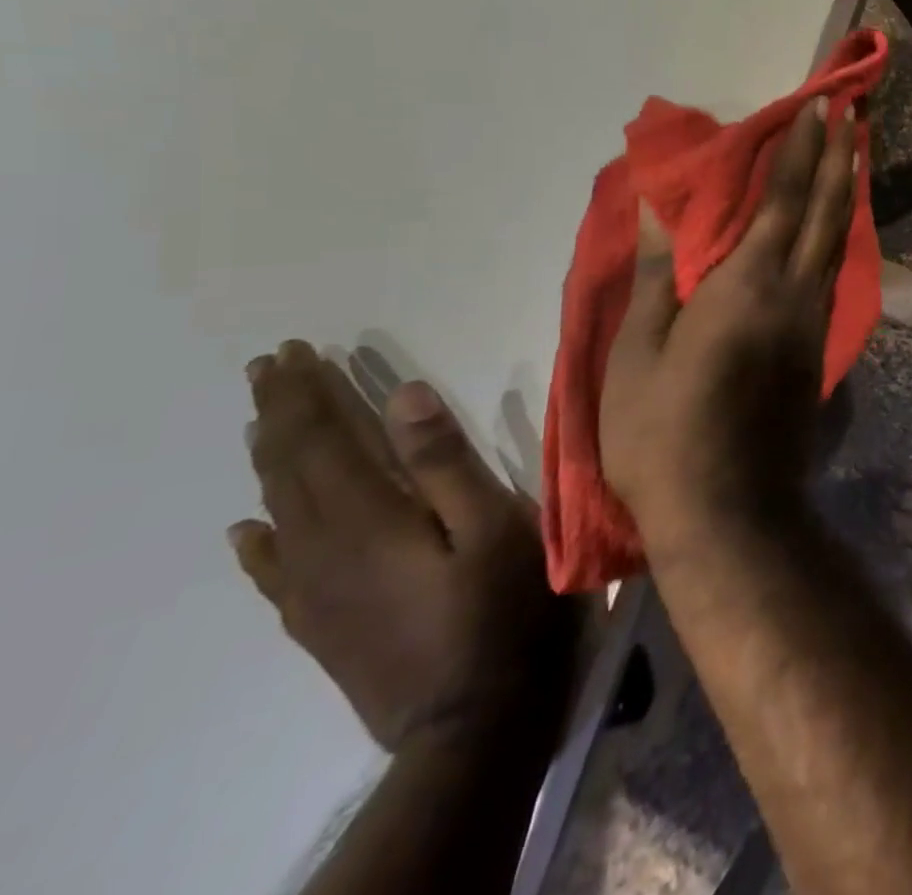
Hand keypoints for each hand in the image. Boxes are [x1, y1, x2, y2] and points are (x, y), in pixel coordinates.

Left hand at [230, 342, 578, 751]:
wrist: (470, 722)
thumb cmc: (501, 607)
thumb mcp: (493, 524)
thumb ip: (446, 461)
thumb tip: (403, 394)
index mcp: (368, 518)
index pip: (323, 441)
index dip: (307, 394)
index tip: (293, 351)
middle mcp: (323, 549)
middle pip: (290, 469)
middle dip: (281, 413)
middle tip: (268, 367)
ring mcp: (315, 591)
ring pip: (277, 510)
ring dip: (269, 459)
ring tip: (262, 421)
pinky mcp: (320, 623)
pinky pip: (274, 571)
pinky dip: (258, 541)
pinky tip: (247, 528)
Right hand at [599, 99, 855, 552]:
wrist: (731, 511)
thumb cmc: (663, 435)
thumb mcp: (636, 358)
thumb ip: (655, 280)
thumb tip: (657, 215)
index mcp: (747, 286)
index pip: (782, 200)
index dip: (800, 150)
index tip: (817, 108)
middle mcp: (795, 293)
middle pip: (826, 210)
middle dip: (840, 157)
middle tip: (853, 114)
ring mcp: (815, 322)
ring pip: (838, 240)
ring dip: (846, 191)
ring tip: (854, 154)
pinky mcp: (819, 348)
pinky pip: (833, 272)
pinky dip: (838, 234)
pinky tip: (836, 225)